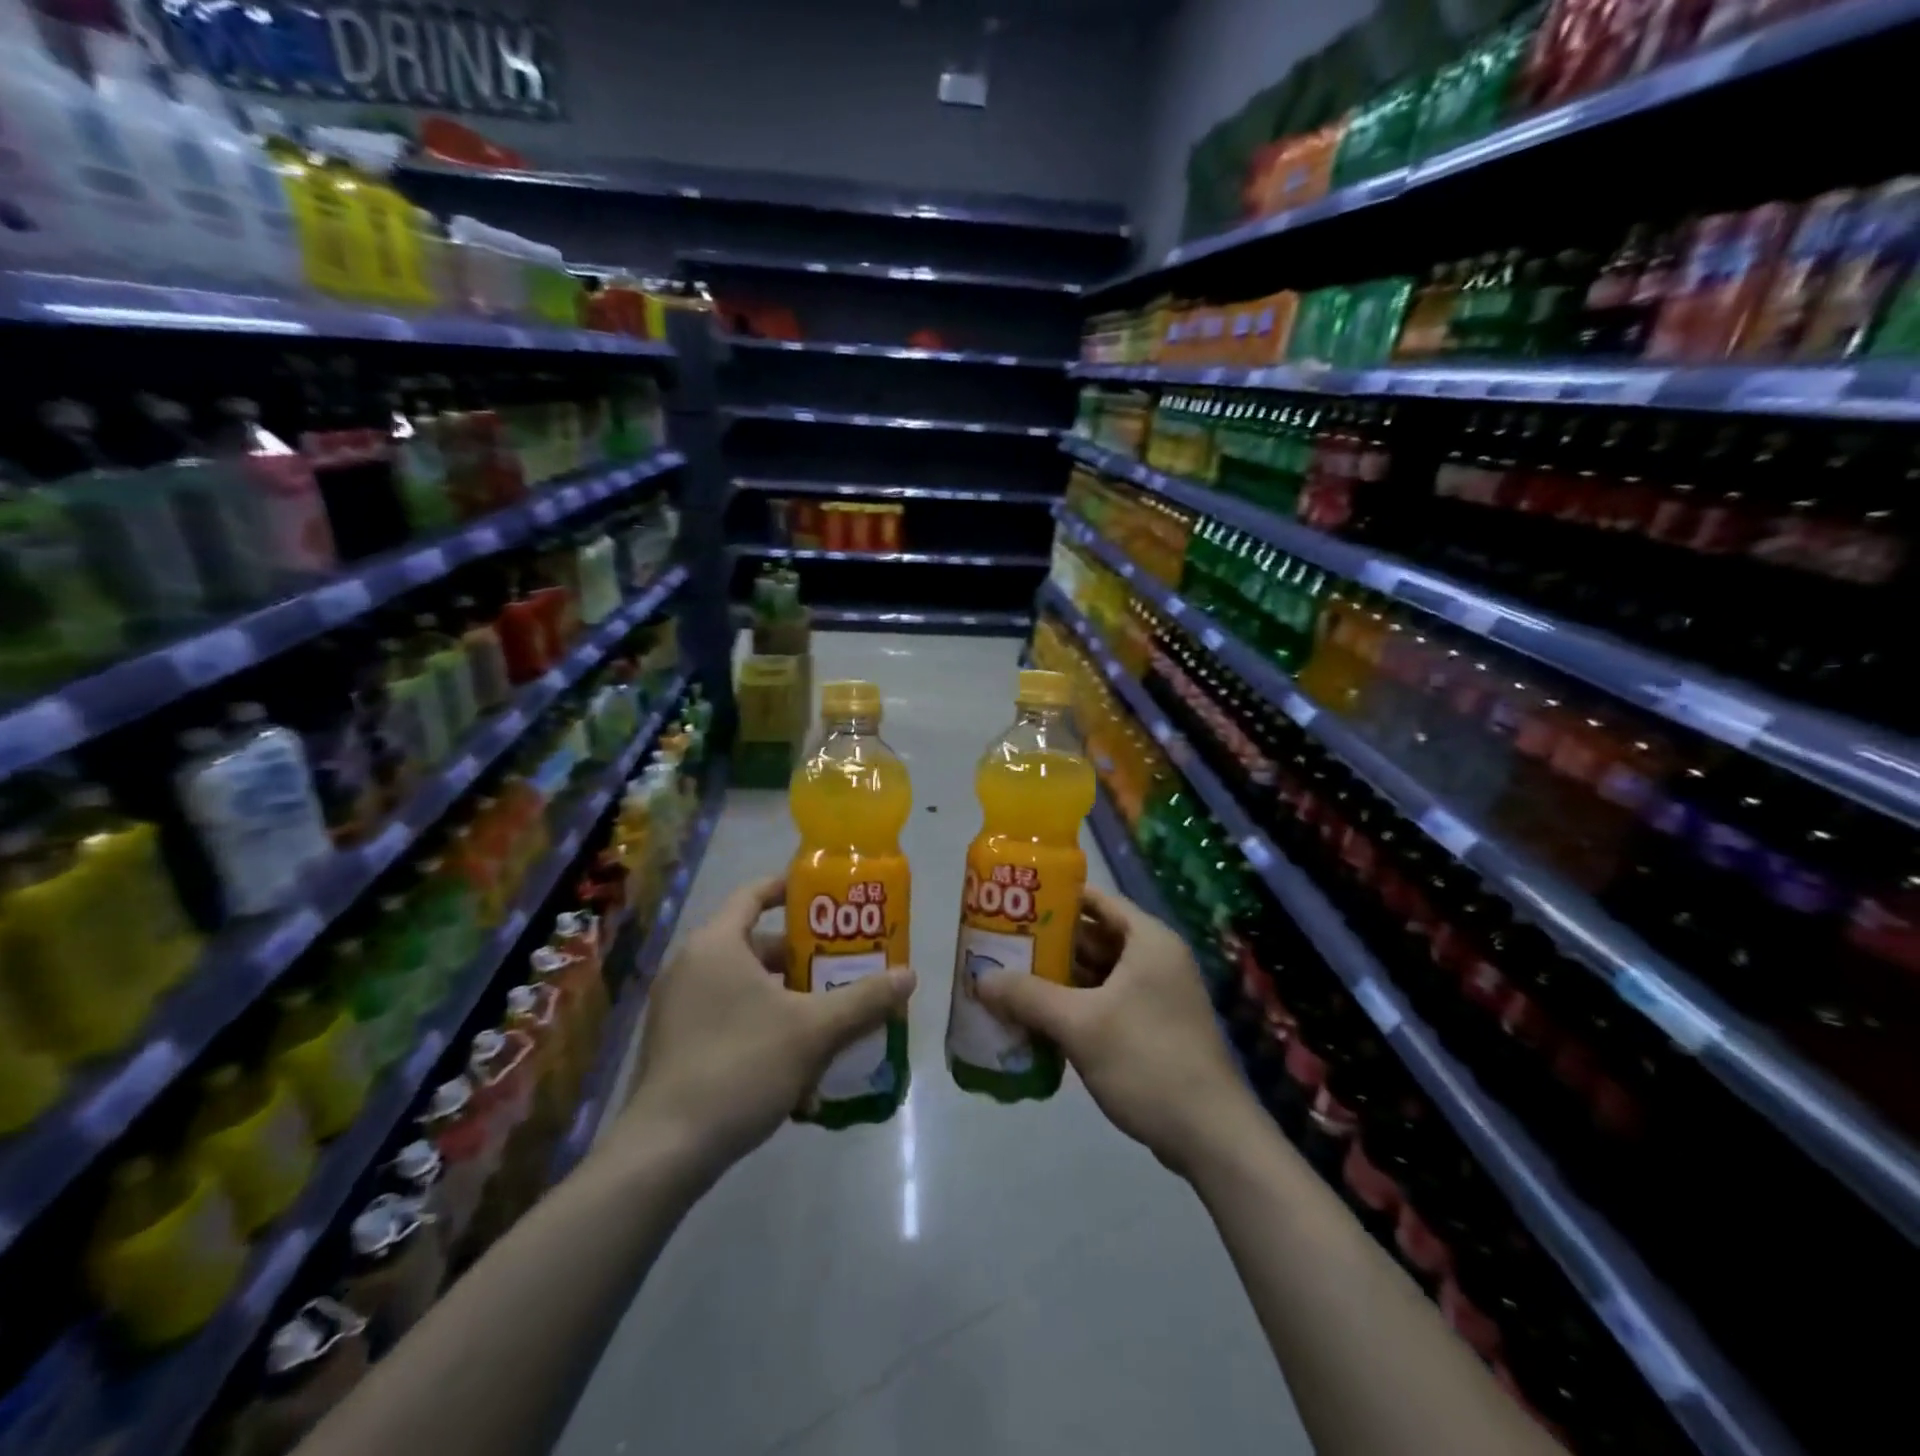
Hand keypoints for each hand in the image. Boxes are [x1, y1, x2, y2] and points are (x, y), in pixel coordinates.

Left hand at [615, 876, 914, 1176]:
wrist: (667, 1150)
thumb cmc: (741, 1067)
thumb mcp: (814, 1030)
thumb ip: (864, 999)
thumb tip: (910, 976)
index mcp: (717, 944)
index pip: (754, 894)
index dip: (791, 889)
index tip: (828, 897)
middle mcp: (691, 965)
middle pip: (756, 943)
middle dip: (803, 955)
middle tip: (844, 964)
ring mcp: (678, 1006)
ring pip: (744, 984)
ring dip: (787, 994)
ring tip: (830, 1011)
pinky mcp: (675, 1042)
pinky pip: (727, 1014)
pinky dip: (762, 1021)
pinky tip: (796, 1056)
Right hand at [975, 887, 1255, 1177]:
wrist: (1211, 1137)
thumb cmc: (1147, 1061)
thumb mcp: (1080, 1025)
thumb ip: (1028, 997)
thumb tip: (980, 979)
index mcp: (1148, 941)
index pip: (1096, 900)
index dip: (1055, 898)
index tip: (1015, 903)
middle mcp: (1155, 959)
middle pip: (1094, 937)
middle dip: (1049, 943)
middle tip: (1002, 945)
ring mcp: (1157, 996)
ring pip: (1098, 974)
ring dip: (1058, 979)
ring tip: (1010, 980)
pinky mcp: (1153, 1028)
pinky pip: (1106, 1003)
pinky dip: (1075, 1007)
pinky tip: (1038, 1020)